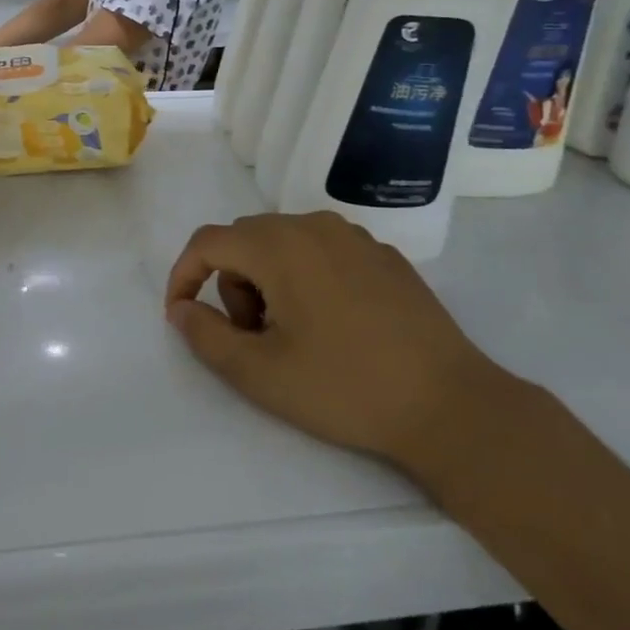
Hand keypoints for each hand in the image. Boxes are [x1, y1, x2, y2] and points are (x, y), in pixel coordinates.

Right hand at [164, 211, 495, 467]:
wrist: (448, 403)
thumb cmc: (344, 387)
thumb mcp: (260, 373)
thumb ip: (206, 335)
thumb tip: (182, 309)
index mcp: (279, 245)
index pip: (208, 241)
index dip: (183, 275)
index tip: (182, 316)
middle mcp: (314, 226)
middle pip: (246, 240)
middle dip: (232, 285)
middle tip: (253, 338)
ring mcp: (355, 237)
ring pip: (285, 244)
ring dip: (269, 281)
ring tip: (294, 335)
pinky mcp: (384, 255)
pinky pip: (324, 252)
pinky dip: (307, 278)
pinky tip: (335, 326)